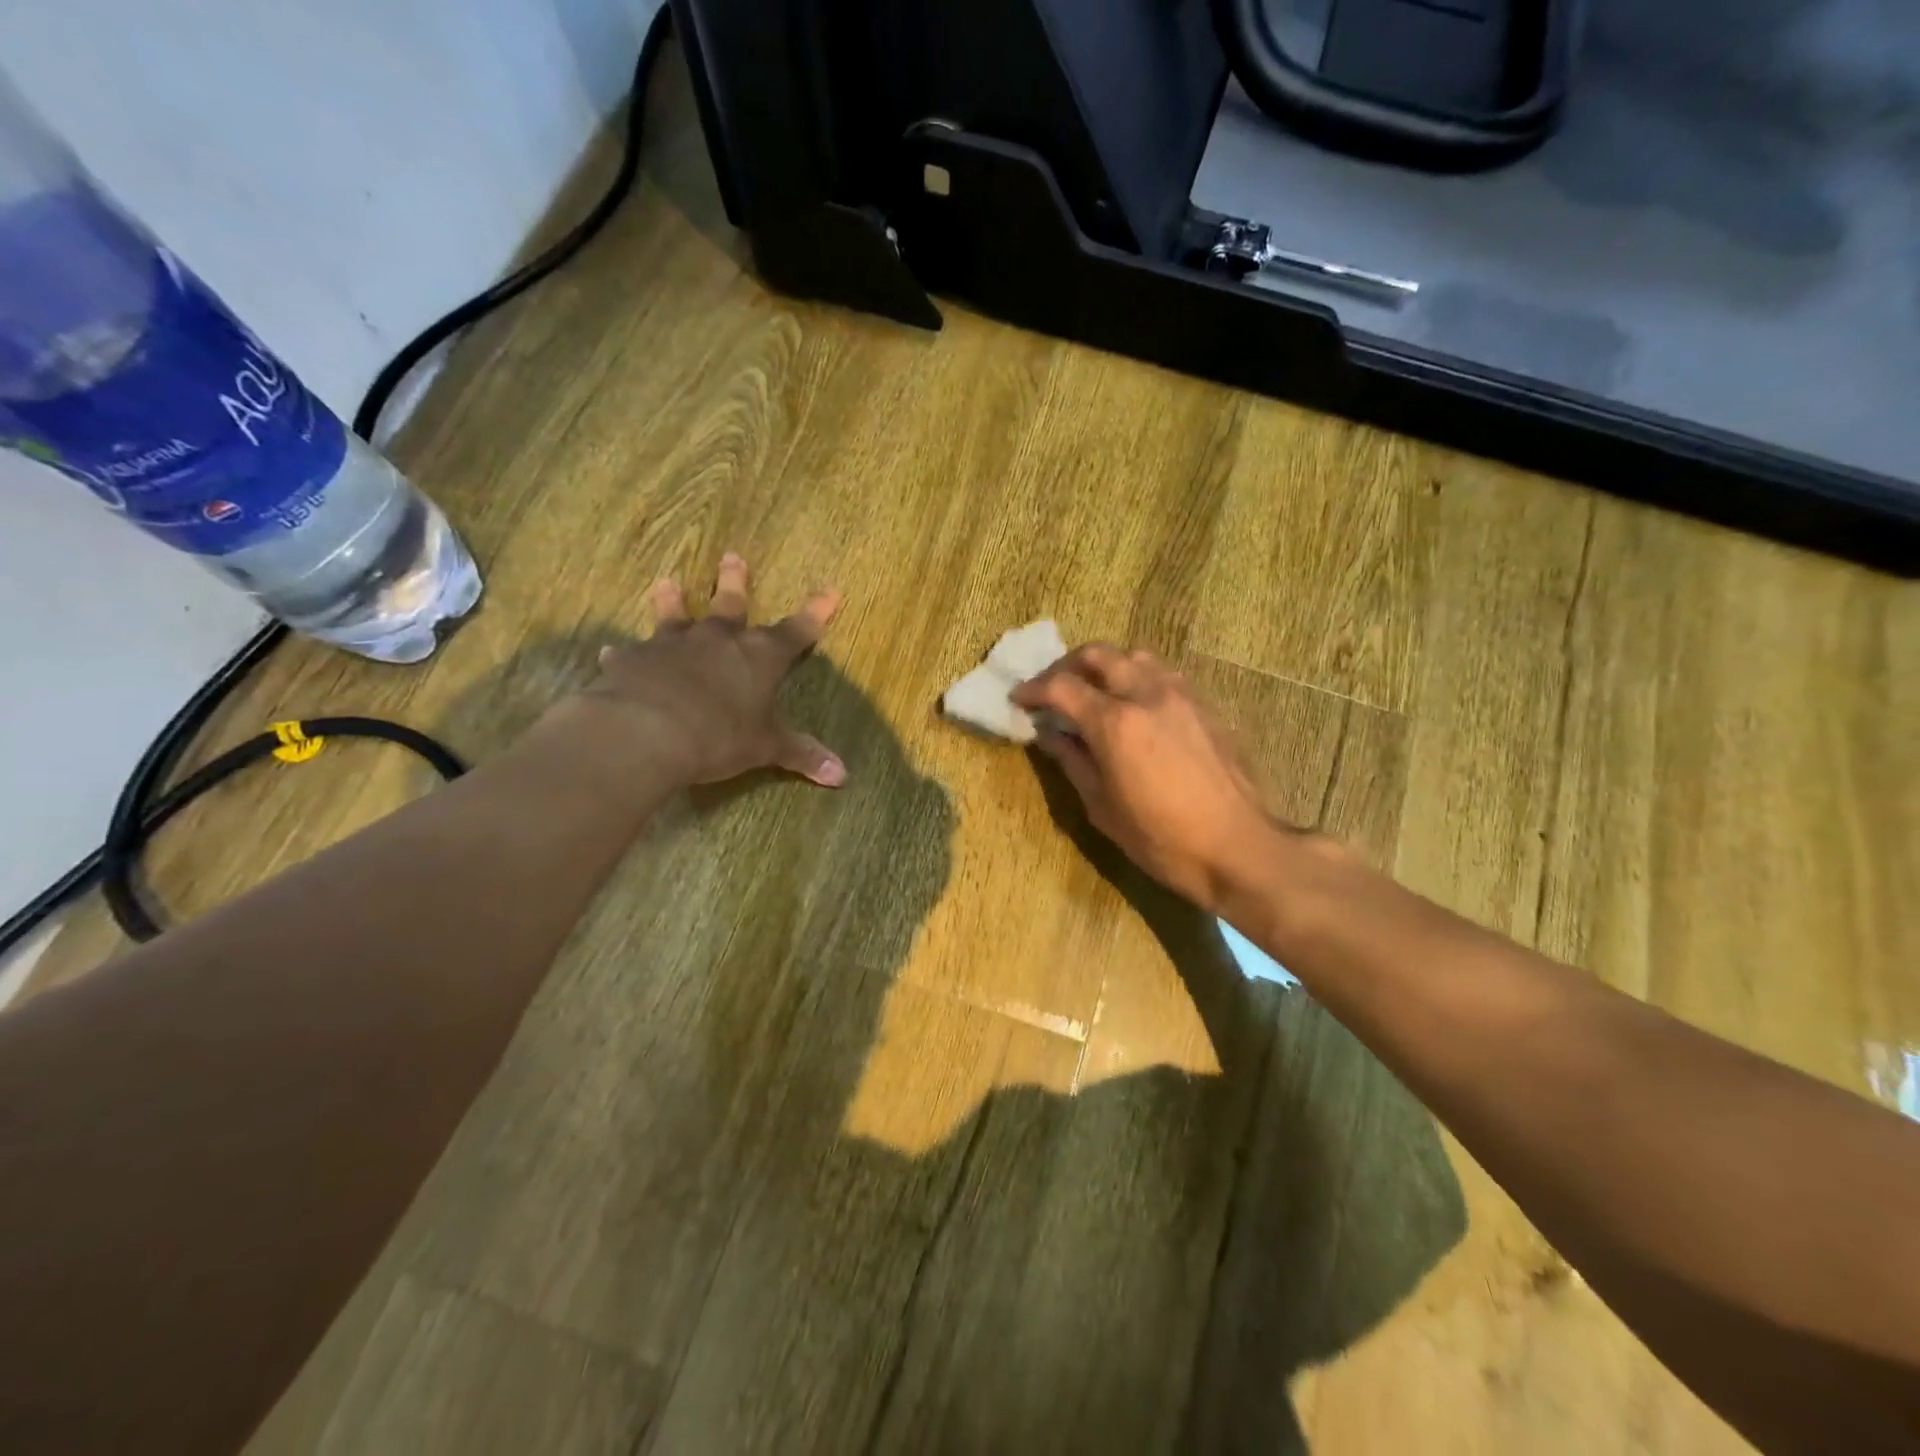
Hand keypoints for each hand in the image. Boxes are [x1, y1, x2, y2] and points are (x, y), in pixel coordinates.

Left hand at [583, 554, 845, 787]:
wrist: (647, 732)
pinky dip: (628, 655)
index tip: (830, 590)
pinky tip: (614, 654)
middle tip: (732, 557)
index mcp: (760, 656)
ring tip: (667, 582)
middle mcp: (718, 640)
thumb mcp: (766, 748)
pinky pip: (631, 653)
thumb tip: (842, 775)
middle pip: (731, 603)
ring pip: (675, 615)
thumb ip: (801, 754)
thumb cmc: (720, 737)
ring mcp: (673, 644)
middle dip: (735, 582)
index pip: (797, 631)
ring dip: (672, 600)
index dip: (816, 612)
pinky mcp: (635, 659)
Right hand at [1012, 645, 1280, 913]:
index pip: (1062, 687)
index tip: (1019, 700)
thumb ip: (1073, 761)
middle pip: (1099, 654)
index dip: (1033, 690)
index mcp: (1116, 723)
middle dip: (1067, 666)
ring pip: (1135, 656)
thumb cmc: (1163, 840)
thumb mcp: (1103, 808)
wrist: (1239, 848)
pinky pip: (1164, 673)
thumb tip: (1049, 734)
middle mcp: (1147, 694)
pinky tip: (1134, 705)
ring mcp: (1181, 695)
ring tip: (1094, 692)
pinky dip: (1138, 677)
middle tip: (1053, 690)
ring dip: (1106, 666)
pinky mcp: (1205, 704)